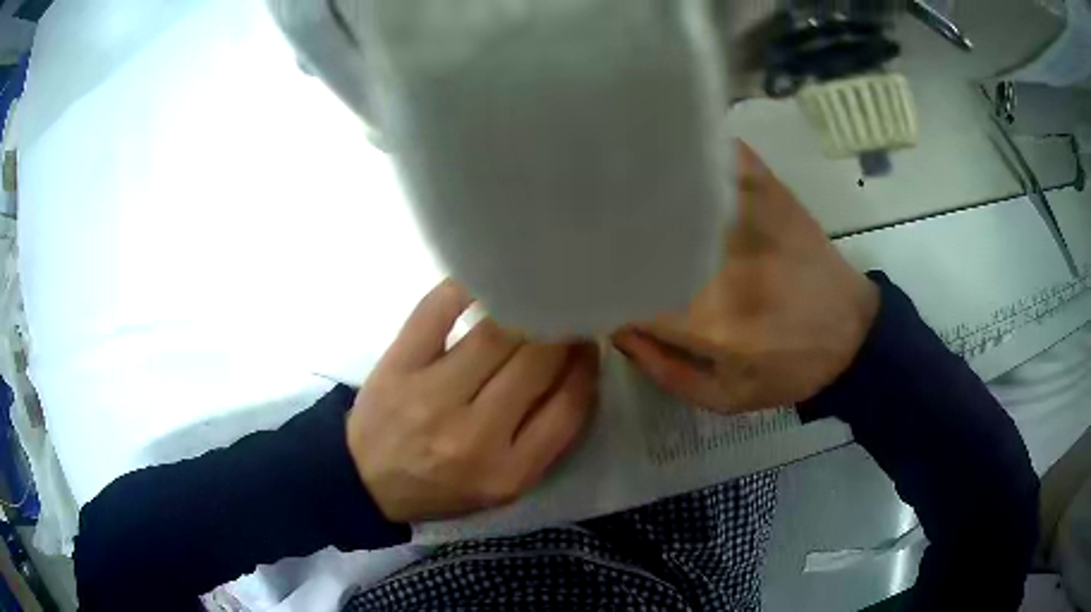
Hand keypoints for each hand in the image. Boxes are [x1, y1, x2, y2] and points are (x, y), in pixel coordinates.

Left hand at [346, 280, 598, 522]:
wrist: (368, 482)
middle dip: (561, 328)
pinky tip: (485, 278)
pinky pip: (437, 310)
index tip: (590, 342)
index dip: (587, 365)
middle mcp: (473, 435)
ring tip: (535, 293)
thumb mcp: (505, 485)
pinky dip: (465, 286)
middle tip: (566, 310)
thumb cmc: (444, 487)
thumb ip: (546, 436)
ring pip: (495, 333)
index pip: (569, 405)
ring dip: (524, 306)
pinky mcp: (398, 365)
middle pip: (535, 361)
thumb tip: (577, 366)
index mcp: (508, 471)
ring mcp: (431, 395)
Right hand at [613, 143, 878, 411]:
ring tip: (618, 180)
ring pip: (680, 187)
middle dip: (611, 231)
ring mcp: (751, 219)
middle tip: (590, 228)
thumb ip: (665, 370)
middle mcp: (725, 262)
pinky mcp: (773, 196)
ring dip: (646, 182)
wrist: (854, 337)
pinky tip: (677, 146)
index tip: (585, 280)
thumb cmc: (789, 372)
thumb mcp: (726, 398)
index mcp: (711, 320)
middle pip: (646, 232)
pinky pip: (728, 156)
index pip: (631, 290)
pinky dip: (701, 147)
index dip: (601, 284)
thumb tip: (616, 327)